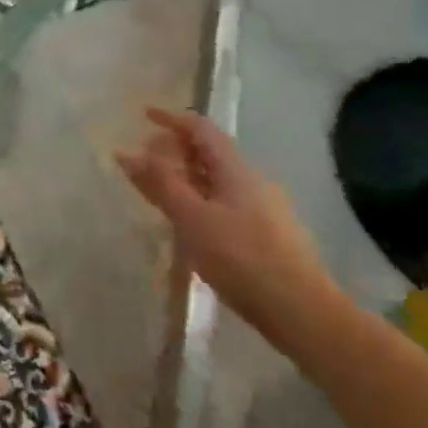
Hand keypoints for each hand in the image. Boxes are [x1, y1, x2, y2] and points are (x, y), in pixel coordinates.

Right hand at [116, 108, 339, 353]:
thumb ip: (159, 182)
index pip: (201, 128)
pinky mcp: (267, 235)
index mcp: (236, 169)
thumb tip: (125, 152)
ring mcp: (264, 209)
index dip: (171, 118)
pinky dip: (199, 199)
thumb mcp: (191, 217)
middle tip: (144, 159)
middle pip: (210, 152)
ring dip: (186, 176)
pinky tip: (189, 223)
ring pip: (217, 179)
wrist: (302, 313)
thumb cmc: (241, 258)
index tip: (144, 115)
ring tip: (159, 190)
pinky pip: (225, 202)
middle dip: (175, 149)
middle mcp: (253, 181)